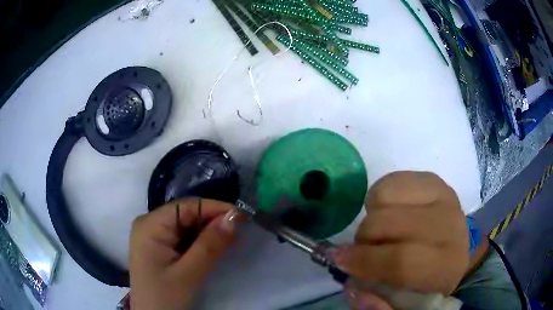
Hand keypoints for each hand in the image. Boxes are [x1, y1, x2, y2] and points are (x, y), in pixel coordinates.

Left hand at [129, 198, 237, 309]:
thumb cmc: (164, 297)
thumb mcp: (189, 274)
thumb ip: (210, 245)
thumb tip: (234, 217)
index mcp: (150, 225)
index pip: (186, 206)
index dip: (214, 208)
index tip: (242, 217)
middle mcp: (149, 224)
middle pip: (185, 214)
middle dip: (211, 221)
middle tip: (238, 231)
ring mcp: (152, 235)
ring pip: (185, 226)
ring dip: (207, 233)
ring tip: (228, 240)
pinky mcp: (158, 247)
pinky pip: (182, 237)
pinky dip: (199, 242)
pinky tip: (211, 249)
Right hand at [334, 172, 469, 304]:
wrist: (453, 249)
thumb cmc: (427, 281)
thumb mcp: (405, 305)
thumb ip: (378, 306)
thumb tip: (354, 287)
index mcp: (445, 265)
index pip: (401, 261)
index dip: (365, 261)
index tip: (339, 261)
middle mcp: (449, 225)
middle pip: (389, 224)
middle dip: (363, 239)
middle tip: (360, 250)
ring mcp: (442, 196)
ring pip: (386, 197)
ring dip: (372, 217)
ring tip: (380, 232)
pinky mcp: (432, 180)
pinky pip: (391, 181)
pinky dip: (379, 198)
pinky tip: (389, 212)